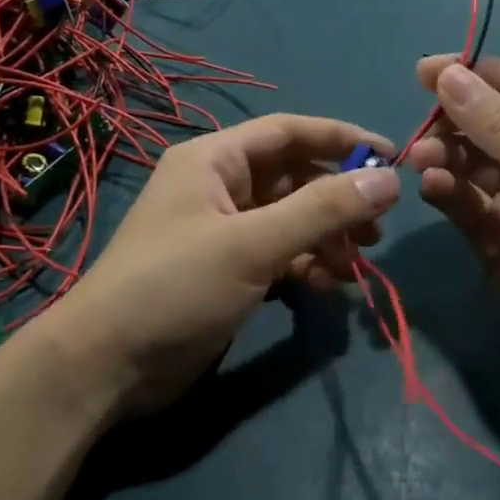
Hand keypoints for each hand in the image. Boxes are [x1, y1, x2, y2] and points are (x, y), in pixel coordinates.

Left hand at [57, 115, 399, 415]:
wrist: (107, 366)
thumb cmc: (176, 287)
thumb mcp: (253, 243)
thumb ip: (322, 209)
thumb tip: (388, 179)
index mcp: (214, 160)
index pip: (289, 132)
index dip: (342, 139)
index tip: (392, 158)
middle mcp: (219, 187)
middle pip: (294, 178)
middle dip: (338, 200)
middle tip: (377, 229)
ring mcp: (222, 232)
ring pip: (290, 220)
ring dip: (327, 238)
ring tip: (357, 265)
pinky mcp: (226, 272)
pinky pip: (279, 255)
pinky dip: (306, 266)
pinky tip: (328, 288)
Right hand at [405, 58, 499, 394]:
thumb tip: (448, 75)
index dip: (478, 74)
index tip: (426, 70)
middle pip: (492, 125)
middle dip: (455, 121)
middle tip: (422, 126)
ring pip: (473, 164)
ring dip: (446, 157)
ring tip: (422, 160)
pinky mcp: (499, 238)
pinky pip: (467, 204)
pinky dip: (448, 193)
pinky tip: (434, 188)